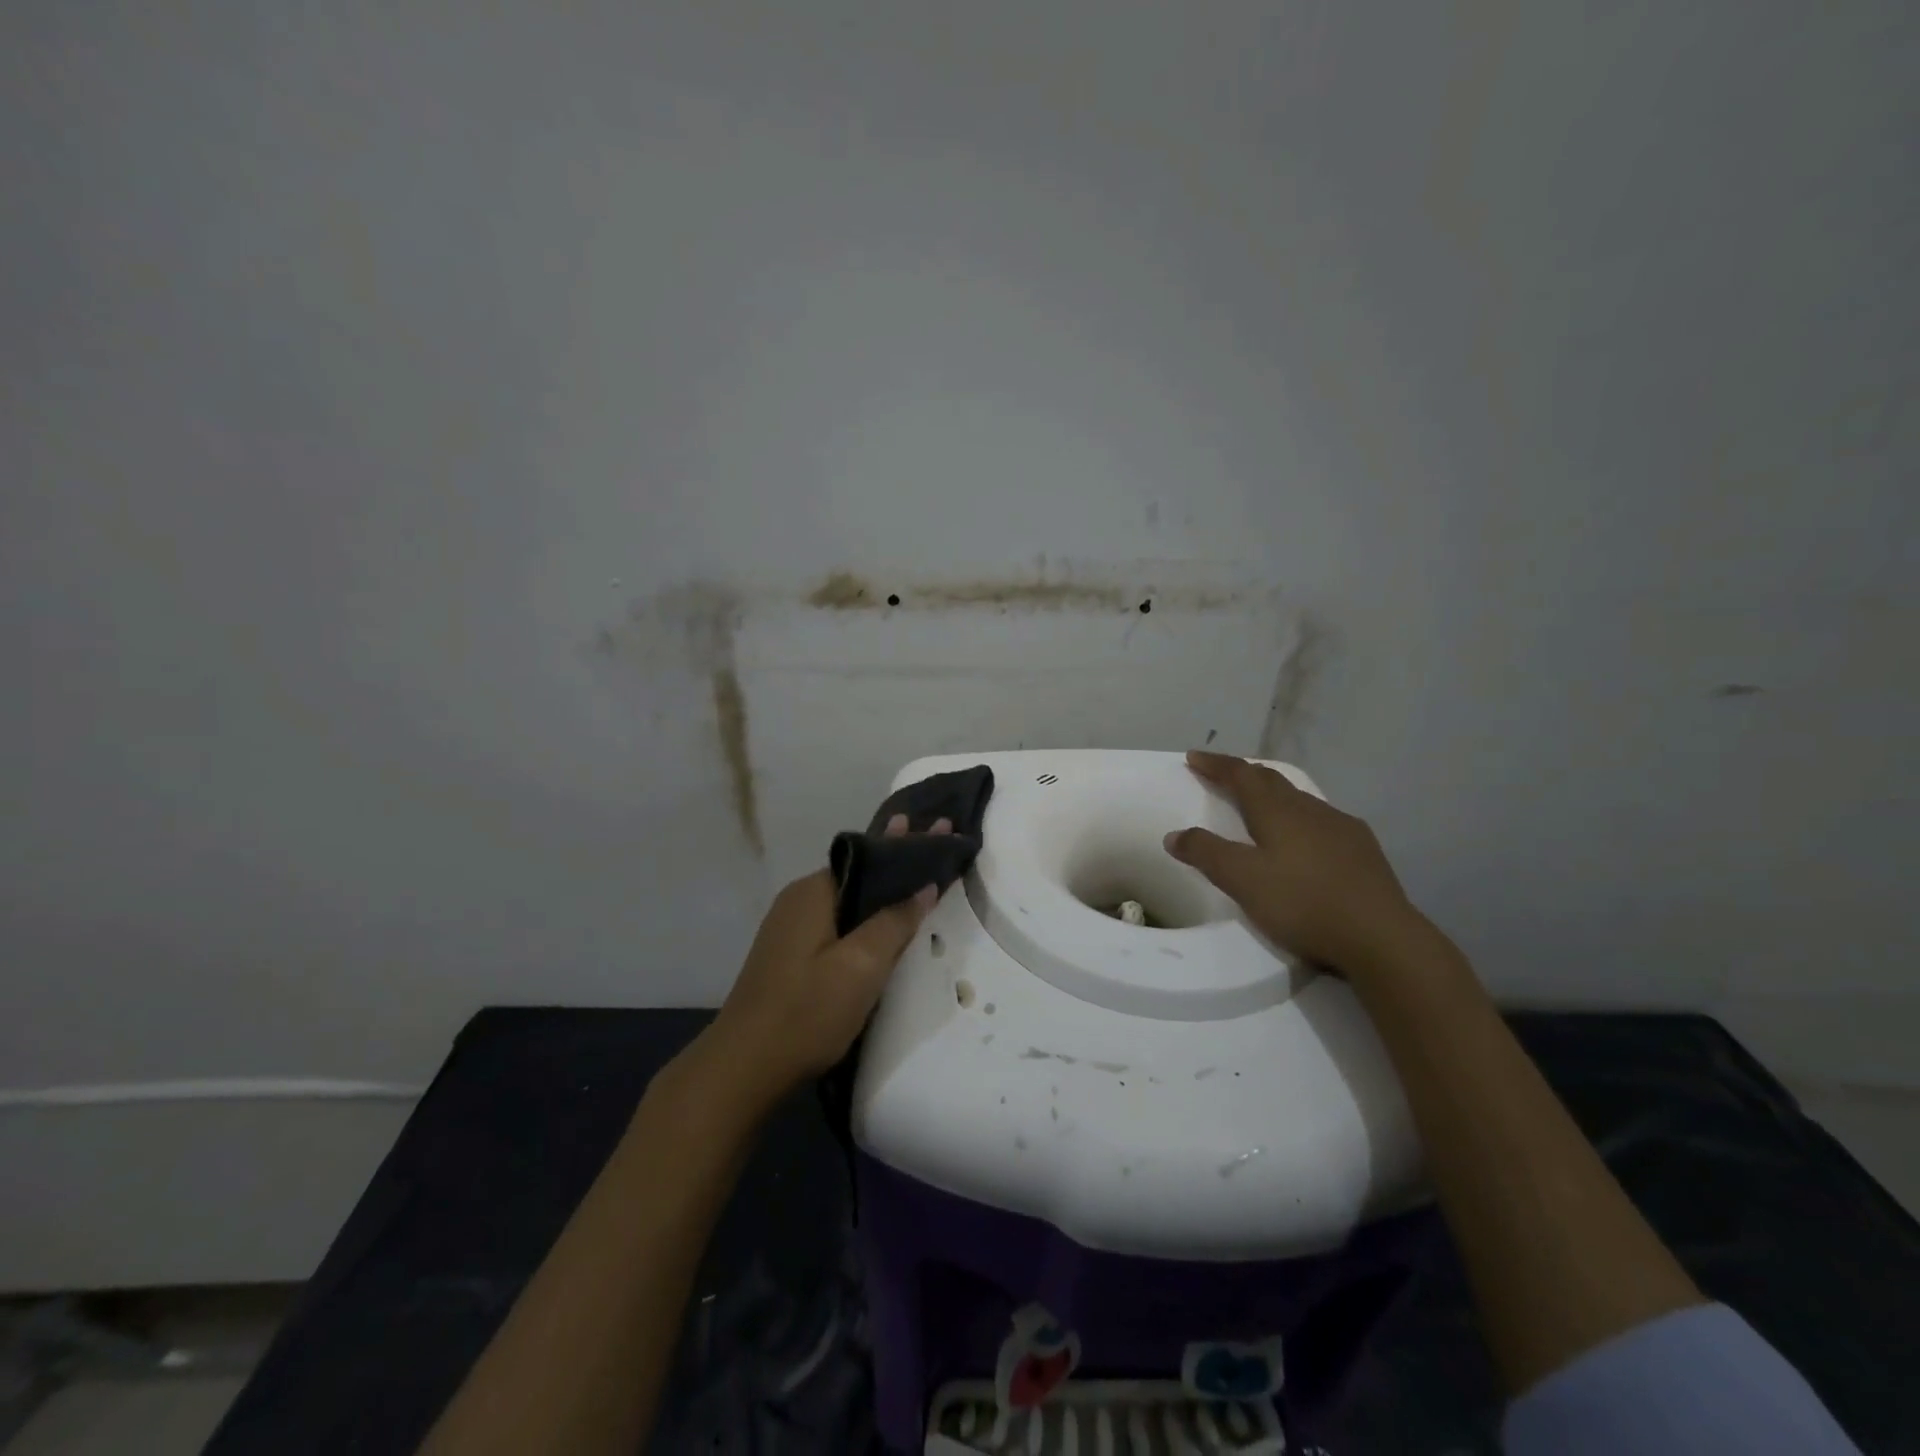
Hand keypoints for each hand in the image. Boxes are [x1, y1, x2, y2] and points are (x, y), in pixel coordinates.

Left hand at [705, 815, 947, 1104]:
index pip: (870, 855)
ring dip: (884, 891)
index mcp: (814, 891)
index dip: (907, 842)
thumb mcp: (861, 967)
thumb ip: (894, 922)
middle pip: (859, 873)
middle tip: (939, 840)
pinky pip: (838, 921)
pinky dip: (866, 916)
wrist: (743, 1069)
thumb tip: (924, 885)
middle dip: (899, 860)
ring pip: (849, 900)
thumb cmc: (806, 1012)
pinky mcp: (790, 954)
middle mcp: (799, 899)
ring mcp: (791, 928)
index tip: (942, 827)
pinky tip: (886, 922)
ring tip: (921, 876)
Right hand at [1162, 750, 1419, 973]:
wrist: (1380, 936)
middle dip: (1242, 774)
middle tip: (1221, 775)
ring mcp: (1341, 827)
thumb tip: (1174, 834)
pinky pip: (1322, 821)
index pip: (1241, 775)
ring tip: (1259, 806)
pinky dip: (1300, 819)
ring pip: (1299, 799)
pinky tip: (1304, 840)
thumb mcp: (1242, 880)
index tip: (1194, 757)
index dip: (1216, 765)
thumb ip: (1205, 853)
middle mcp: (1309, 809)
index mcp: (1277, 811)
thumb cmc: (1302, 903)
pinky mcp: (1363, 850)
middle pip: (1271, 780)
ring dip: (1273, 795)